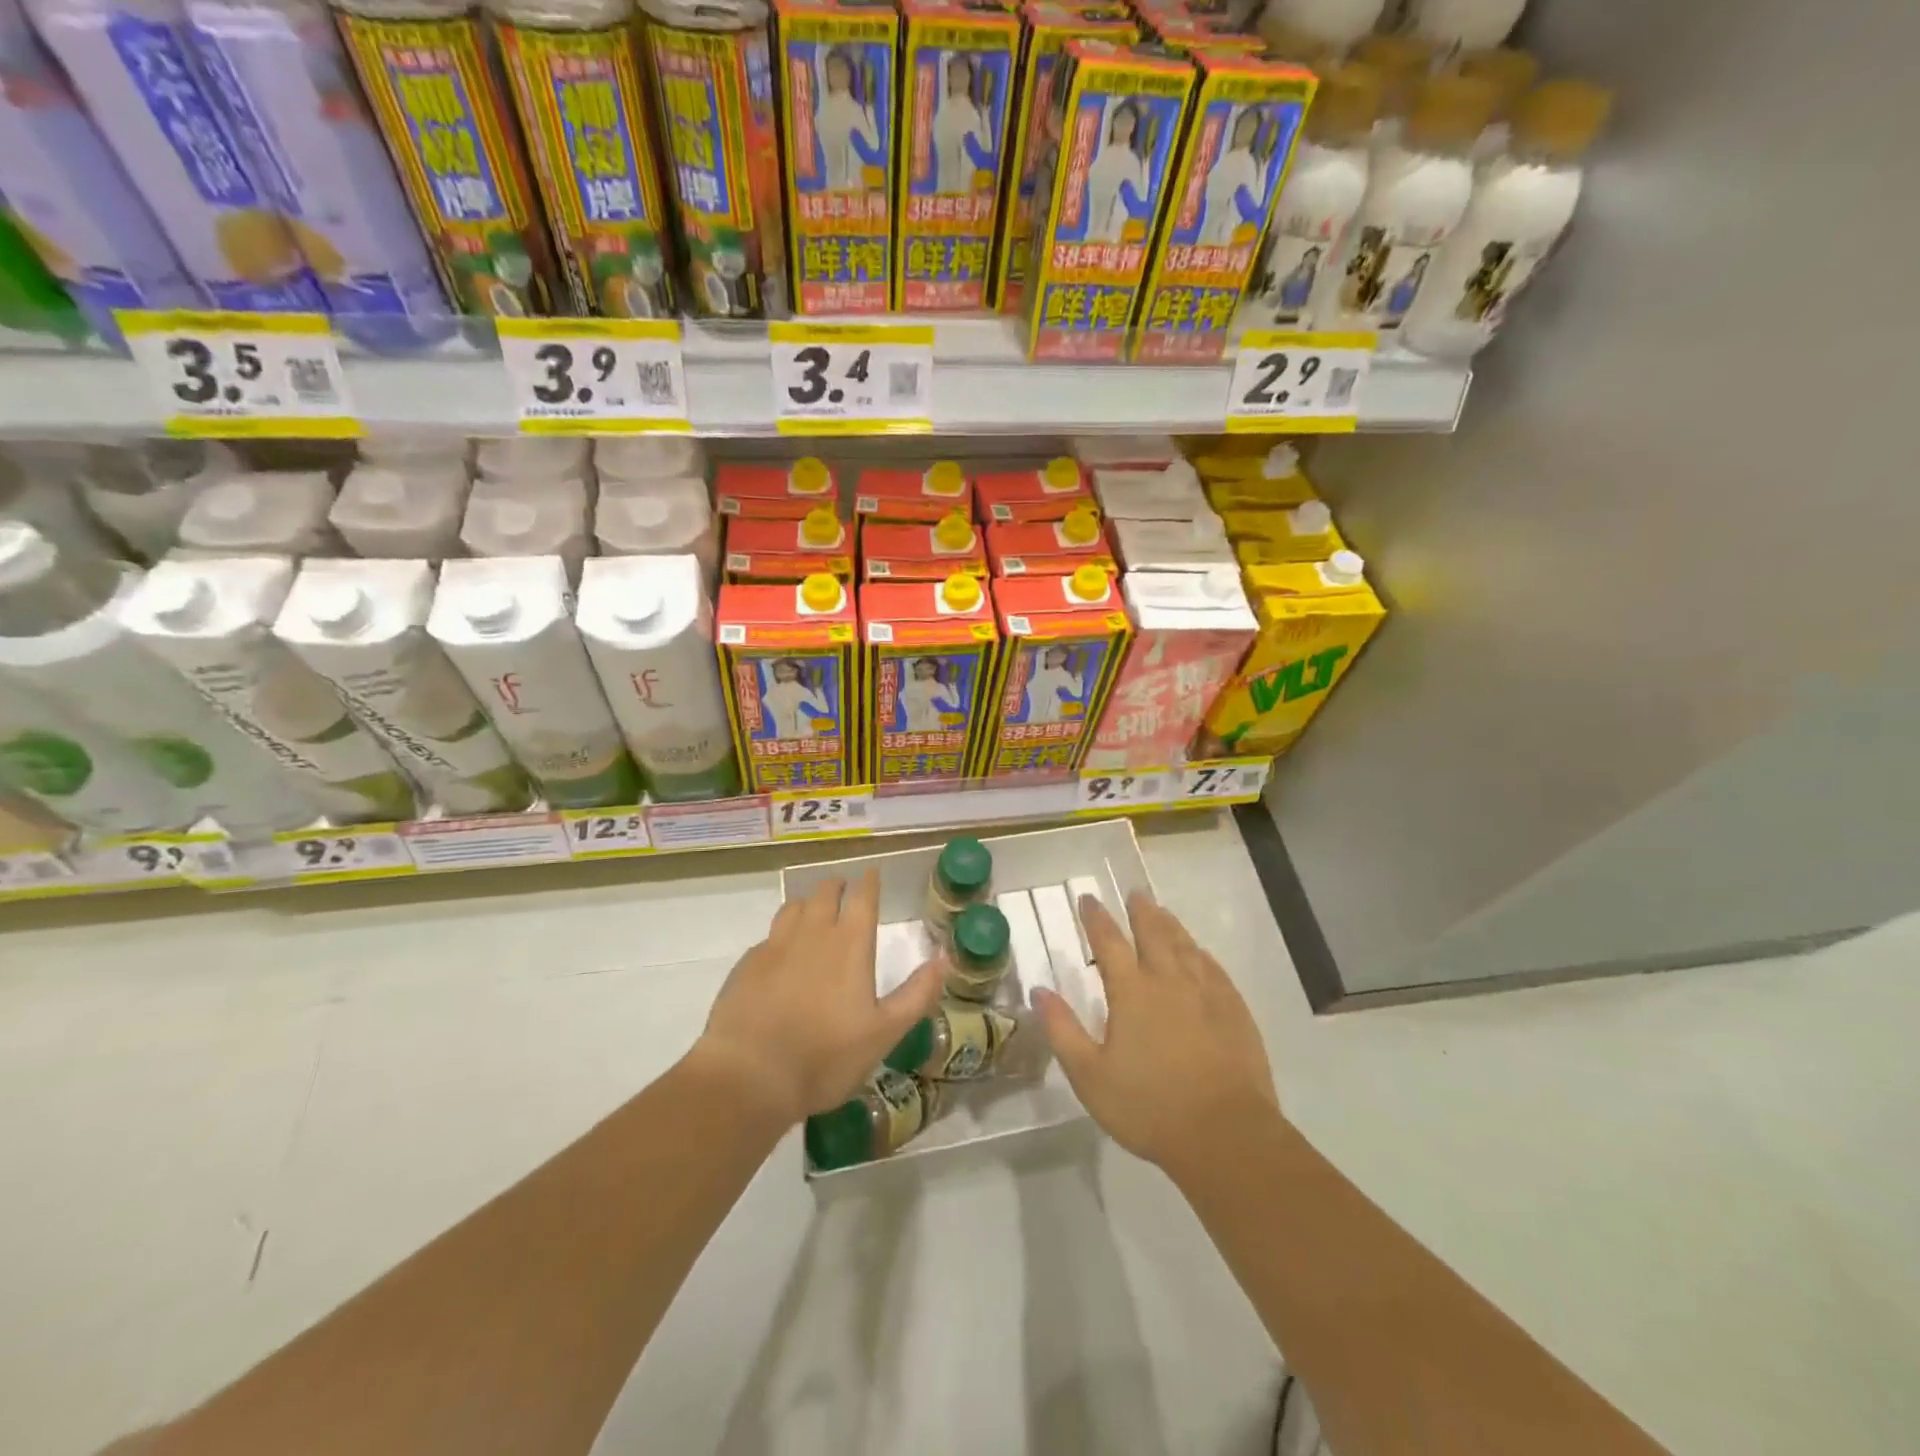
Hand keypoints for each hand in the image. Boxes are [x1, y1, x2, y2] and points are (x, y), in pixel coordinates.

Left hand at [694, 870, 943, 1127]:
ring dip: (807, 904)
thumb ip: (917, 994)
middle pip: (825, 893)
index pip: (862, 897)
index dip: (869, 882)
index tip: (872, 872)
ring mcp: (775, 946)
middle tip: (843, 888)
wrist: (749, 1075)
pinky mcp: (747, 965)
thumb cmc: (825, 1056)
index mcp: (850, 944)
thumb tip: (945, 957)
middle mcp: (813, 933)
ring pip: (793, 908)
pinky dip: (780, 935)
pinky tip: (779, 953)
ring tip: (812, 910)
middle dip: (837, 886)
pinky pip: (768, 937)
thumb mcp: (885, 1033)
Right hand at [1032, 892, 1279, 1182]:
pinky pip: (1214, 969)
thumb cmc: (1149, 1107)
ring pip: (1186, 946)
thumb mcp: (1090, 1075)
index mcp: (1132, 992)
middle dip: (1140, 912)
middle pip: (1153, 933)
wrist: (1226, 1135)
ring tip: (1162, 912)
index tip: (1088, 899)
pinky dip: (1201, 954)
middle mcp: (1169, 981)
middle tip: (1134, 894)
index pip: (1109, 942)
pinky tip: (1200, 954)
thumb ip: (1062, 1030)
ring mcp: (1206, 994)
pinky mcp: (1234, 1011)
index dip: (1096, 918)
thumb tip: (1039, 990)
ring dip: (1170, 925)